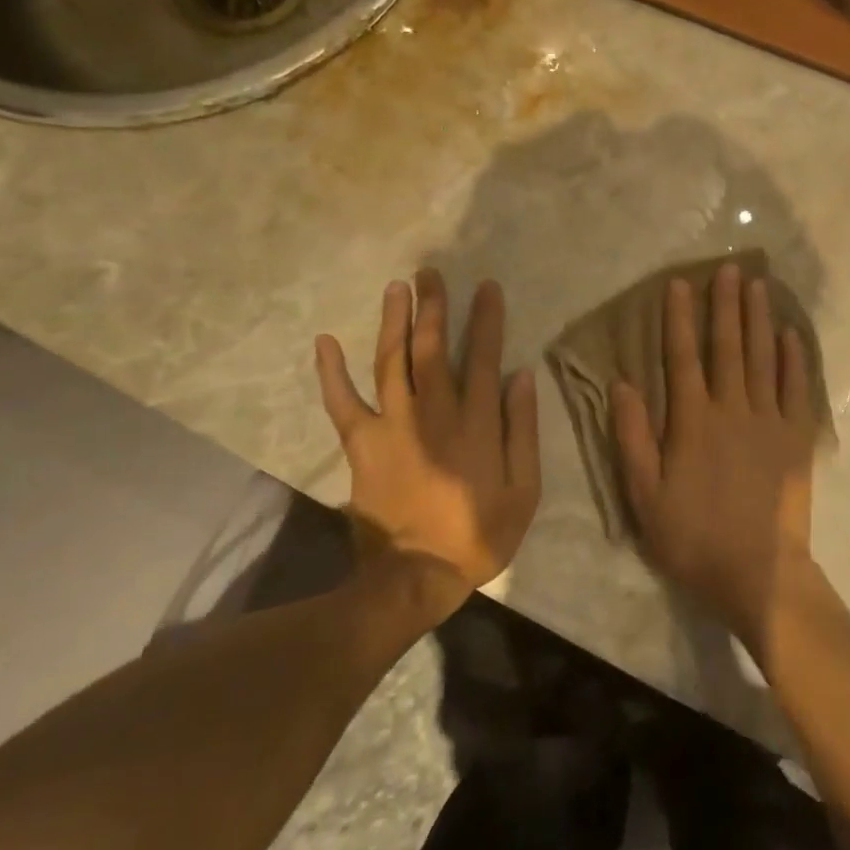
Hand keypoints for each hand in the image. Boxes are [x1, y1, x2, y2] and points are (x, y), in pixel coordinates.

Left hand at [315, 269, 539, 615]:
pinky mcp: (361, 444)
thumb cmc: (477, 534)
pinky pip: (341, 403)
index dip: (486, 319)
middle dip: (433, 306)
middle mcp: (433, 413)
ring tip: (396, 287)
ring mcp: (393, 425)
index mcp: (476, 423)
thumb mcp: (524, 490)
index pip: (483, 356)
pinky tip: (325, 341)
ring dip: (393, 321)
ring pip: (392, 361)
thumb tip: (522, 377)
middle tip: (430, 272)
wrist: (414, 577)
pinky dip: (331, 372)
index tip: (486, 287)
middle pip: (432, 347)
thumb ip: (523, 430)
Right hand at [612, 262, 821, 660]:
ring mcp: (769, 421)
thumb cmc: (693, 538)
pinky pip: (796, 389)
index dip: (679, 319)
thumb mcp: (645, 497)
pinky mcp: (796, 438)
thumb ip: (633, 438)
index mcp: (693, 421)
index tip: (680, 284)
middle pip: (728, 347)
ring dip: (759, 320)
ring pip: (762, 359)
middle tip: (729, 268)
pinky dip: (793, 360)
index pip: (683, 358)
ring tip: (758, 285)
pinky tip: (791, 335)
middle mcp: (732, 409)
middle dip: (726, 305)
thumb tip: (622, 384)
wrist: (759, 574)